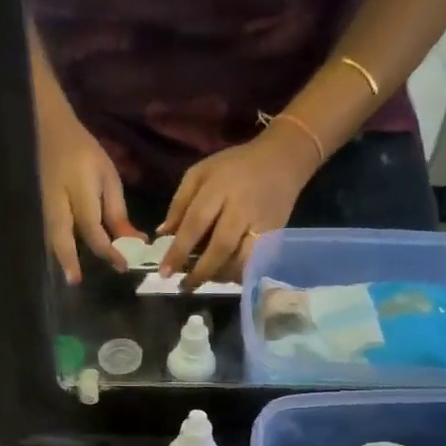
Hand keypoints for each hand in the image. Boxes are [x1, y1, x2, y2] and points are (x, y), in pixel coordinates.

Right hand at [38, 108, 136, 284]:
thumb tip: (133, 242)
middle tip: (76, 282)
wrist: (51, 132)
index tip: (123, 266)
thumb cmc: (85, 154)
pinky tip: (65, 261)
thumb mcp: (108, 178)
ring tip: (71, 276)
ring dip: (61, 258)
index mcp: (80, 191)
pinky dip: (57, 249)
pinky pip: (48, 234)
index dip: (109, 250)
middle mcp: (58, 202)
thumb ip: (117, 212)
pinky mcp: (40, 210)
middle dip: (68, 260)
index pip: (94, 229)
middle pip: (61, 237)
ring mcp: (44, 207)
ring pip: (51, 238)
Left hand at [157, 126, 317, 288]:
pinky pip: (256, 261)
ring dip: (220, 275)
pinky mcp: (276, 235)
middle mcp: (242, 207)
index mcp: (219, 188)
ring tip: (204, 280)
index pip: (195, 223)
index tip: (165, 273)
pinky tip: (226, 275)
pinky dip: (239, 273)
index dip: (179, 251)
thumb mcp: (201, 173)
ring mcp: (262, 223)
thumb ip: (180, 202)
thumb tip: (163, 233)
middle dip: (200, 271)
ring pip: (242, 259)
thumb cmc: (234, 167)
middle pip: (220, 246)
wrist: (283, 159)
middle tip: (184, 287)